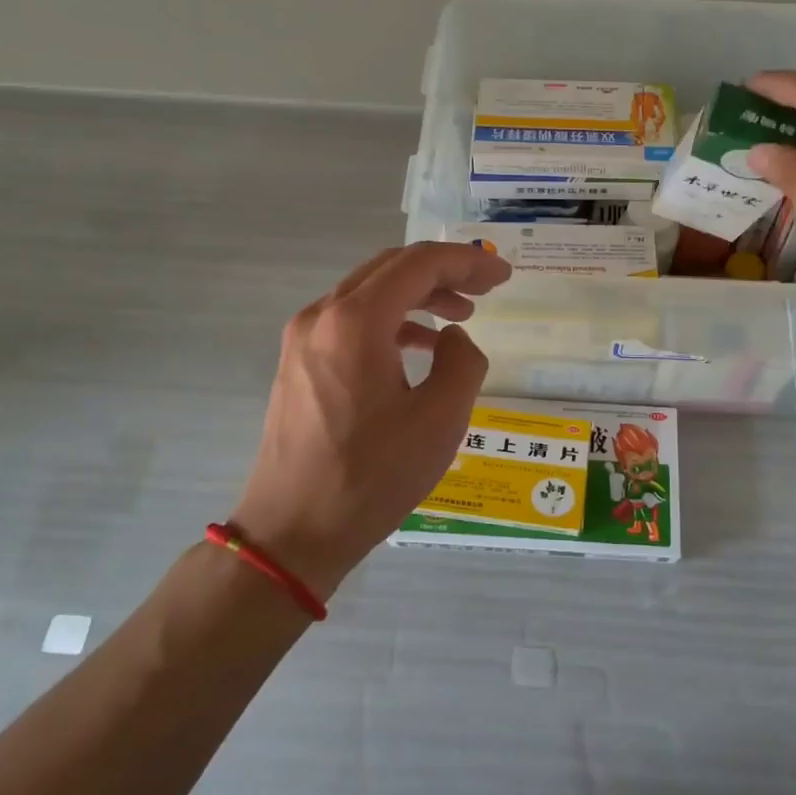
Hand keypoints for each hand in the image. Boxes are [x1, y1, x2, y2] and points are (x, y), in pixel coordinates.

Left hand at [229, 242, 511, 596]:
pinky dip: (391, 320)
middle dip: (444, 271)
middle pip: (391, 268)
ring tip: (461, 315)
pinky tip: (420, 346)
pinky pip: (351, 320)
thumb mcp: (440, 420)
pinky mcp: (298, 362)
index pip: (419, 264)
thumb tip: (453, 338)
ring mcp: (303, 338)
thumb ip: (463, 362)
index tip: (502, 275)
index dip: (467, 261)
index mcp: (355, 321)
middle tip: (486, 287)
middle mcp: (322, 315)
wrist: (293, 532)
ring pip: (369, 292)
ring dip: (418, 295)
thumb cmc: (371, 477)